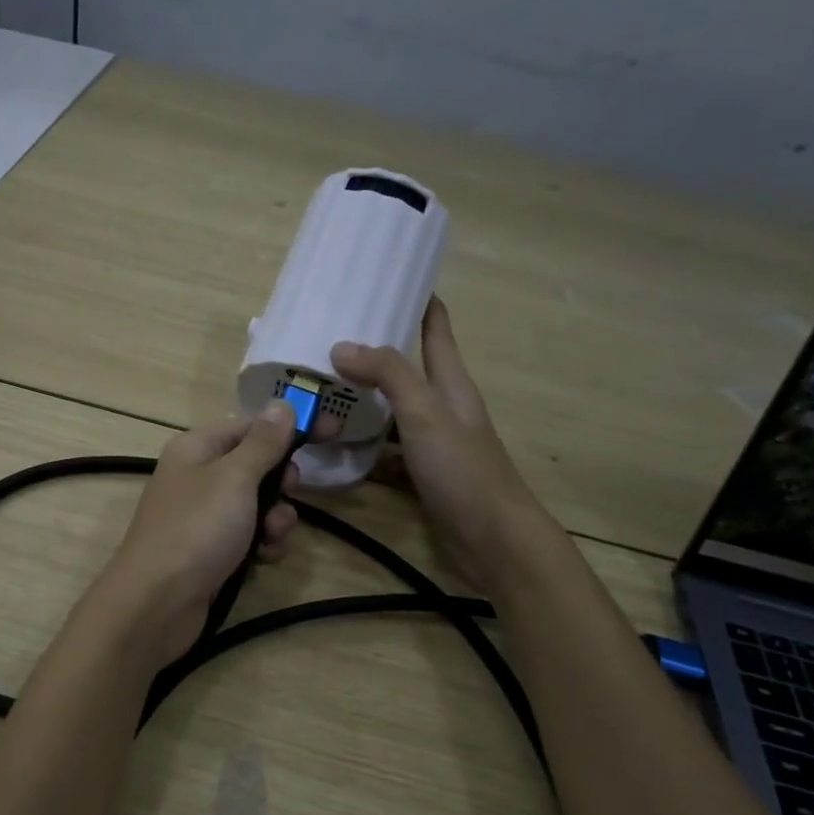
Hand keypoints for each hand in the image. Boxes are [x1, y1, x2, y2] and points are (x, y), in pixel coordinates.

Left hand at [98, 403, 303, 663]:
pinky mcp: (212, 550)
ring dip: (276, 518)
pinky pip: (249, 536)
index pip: (252, 425)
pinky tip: (264, 559)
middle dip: (281, 481)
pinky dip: (262, 544)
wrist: (157, 603)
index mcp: (197, 448)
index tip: (333, 430)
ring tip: (271, 535)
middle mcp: (198, 476)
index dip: (291, 426)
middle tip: (288, 492)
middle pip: (257, 465)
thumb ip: (263, 443)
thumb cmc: (196, 529)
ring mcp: (204, 516)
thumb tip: (282, 405)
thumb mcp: (234, 478)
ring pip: (258, 504)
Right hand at [332, 298, 554, 579]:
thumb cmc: (464, 468)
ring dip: (363, 398)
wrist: (493, 537)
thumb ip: (388, 375)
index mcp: (451, 382)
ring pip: (392, 409)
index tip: (385, 276)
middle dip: (373, 349)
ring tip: (320, 385)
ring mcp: (432, 441)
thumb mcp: (425, 413)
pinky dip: (363, 441)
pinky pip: (386, 447)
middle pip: (407, 367)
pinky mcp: (422, 473)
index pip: (436, 328)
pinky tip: (335, 441)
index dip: (418, 299)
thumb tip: (341, 345)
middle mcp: (442, 406)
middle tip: (327, 334)